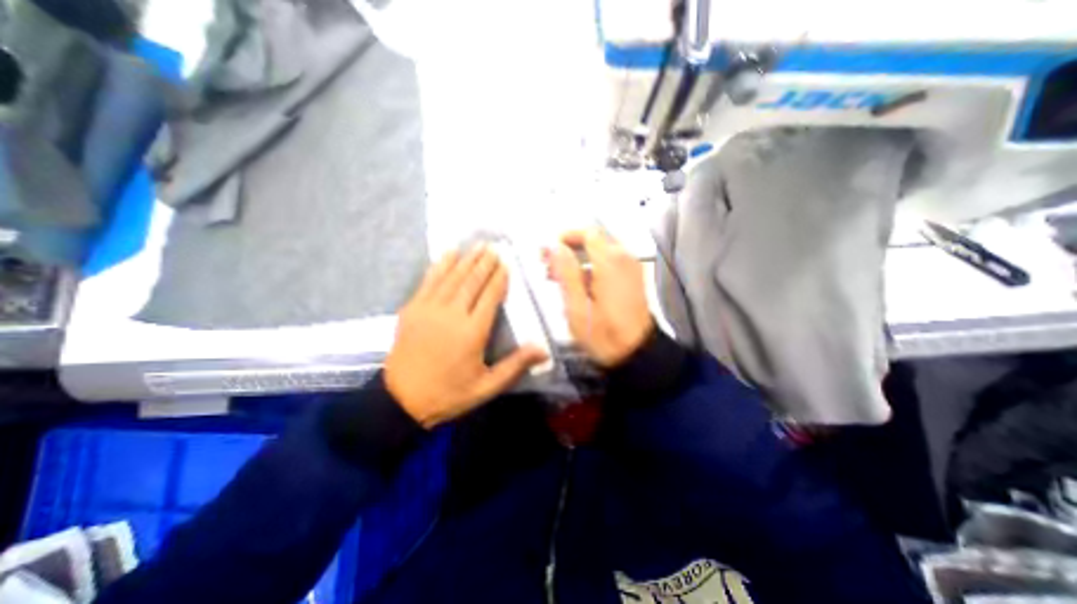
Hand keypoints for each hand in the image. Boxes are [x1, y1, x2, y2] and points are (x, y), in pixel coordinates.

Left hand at [385, 245, 547, 428]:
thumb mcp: (487, 387)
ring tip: (478, 246)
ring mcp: (429, 309)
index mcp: (473, 332)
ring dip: (467, 259)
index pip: (490, 296)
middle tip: (495, 247)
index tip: (506, 263)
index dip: (499, 278)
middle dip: (485, 263)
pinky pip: (429, 280)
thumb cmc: (449, 393)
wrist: (402, 400)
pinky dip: (441, 265)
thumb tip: (543, 350)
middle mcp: (452, 314)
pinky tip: (449, 253)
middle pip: (472, 281)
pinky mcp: (412, 309)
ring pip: (452, 277)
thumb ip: (515, 366)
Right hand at [543, 229, 651, 365]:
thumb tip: (554, 247)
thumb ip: (565, 272)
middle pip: (593, 239)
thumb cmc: (605, 335)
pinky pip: (610, 262)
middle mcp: (625, 258)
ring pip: (600, 250)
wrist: (637, 354)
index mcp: (610, 261)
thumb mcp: (577, 307)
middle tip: (550, 266)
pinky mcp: (633, 277)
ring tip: (561, 280)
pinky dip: (592, 267)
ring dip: (579, 259)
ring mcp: (632, 267)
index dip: (564, 238)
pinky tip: (580, 286)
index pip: (586, 232)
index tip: (548, 252)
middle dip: (570, 249)